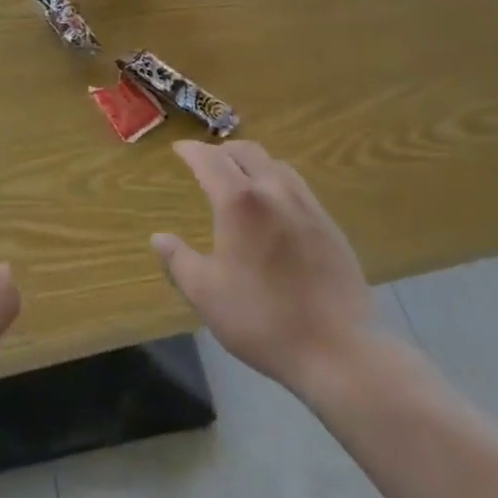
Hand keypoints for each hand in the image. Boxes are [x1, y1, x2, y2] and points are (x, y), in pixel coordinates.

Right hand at [151, 140, 378, 402]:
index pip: (209, 159)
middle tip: (206, 162)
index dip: (191, 150)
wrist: (338, 349)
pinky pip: (296, 184)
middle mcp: (273, 190)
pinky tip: (274, 205)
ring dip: (251, 161)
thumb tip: (159, 238)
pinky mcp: (328, 223)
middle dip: (221, 150)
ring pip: (274, 163)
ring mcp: (306, 204)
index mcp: (239, 201)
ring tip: (239, 177)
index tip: (178, 149)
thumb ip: (179, 261)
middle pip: (245, 151)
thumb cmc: (263, 320)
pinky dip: (275, 180)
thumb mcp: (207, 295)